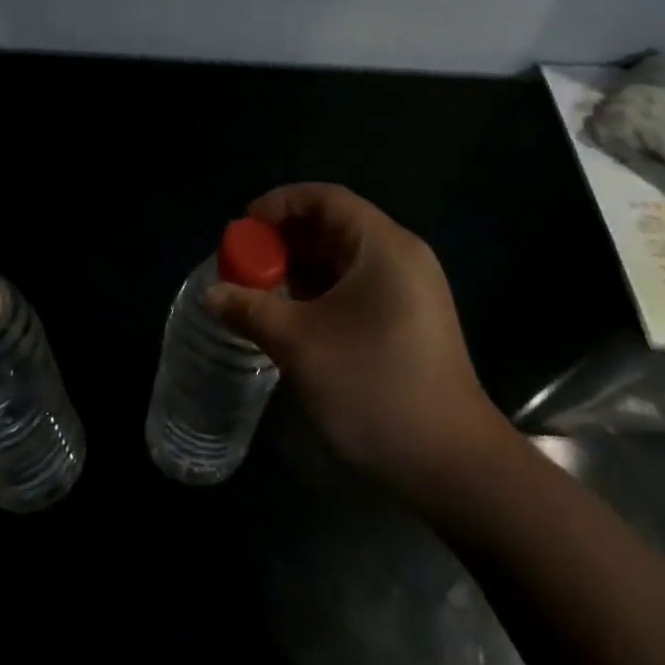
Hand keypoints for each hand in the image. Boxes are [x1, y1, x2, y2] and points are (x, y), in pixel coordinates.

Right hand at [206, 183, 501, 498]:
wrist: (453, 466)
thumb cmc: (374, 387)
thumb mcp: (301, 345)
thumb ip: (251, 310)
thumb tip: (211, 294)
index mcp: (383, 246)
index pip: (326, 198)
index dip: (280, 203)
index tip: (243, 226)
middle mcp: (401, 257)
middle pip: (334, 226)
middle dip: (285, 240)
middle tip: (244, 263)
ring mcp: (410, 291)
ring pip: (344, 260)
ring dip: (301, 269)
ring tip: (260, 291)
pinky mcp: (409, 321)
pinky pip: (357, 287)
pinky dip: (321, 292)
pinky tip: (293, 317)